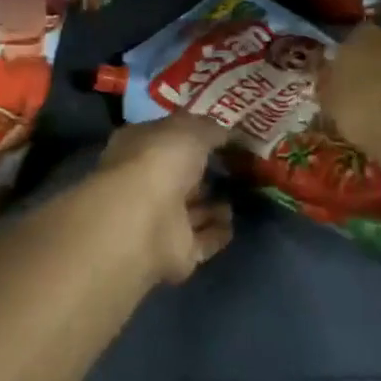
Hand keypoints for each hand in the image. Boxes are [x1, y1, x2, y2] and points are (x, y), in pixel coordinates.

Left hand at [87, 115, 232, 284]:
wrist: (144, 222)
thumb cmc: (160, 161)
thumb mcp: (191, 130)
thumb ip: (211, 129)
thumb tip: (228, 132)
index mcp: (139, 145)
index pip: (166, 136)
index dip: (191, 134)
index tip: (220, 134)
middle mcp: (145, 181)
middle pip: (179, 175)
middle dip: (202, 172)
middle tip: (234, 166)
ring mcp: (158, 219)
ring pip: (190, 210)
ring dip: (212, 205)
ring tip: (241, 194)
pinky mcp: (175, 251)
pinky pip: (201, 240)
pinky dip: (216, 233)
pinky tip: (234, 223)